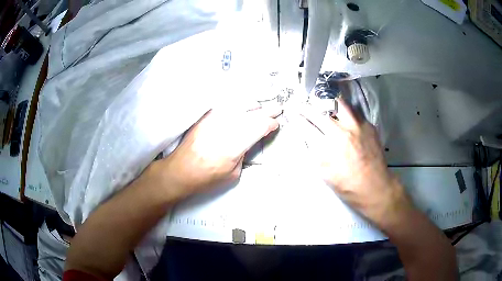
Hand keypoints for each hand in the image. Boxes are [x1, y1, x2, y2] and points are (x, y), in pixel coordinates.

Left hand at [159, 106, 281, 199]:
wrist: (180, 170)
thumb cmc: (206, 178)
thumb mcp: (232, 174)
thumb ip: (243, 154)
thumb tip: (248, 141)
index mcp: (233, 146)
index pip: (257, 128)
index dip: (269, 124)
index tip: (275, 124)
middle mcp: (224, 129)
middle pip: (250, 115)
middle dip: (266, 111)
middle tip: (277, 108)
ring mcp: (213, 120)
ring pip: (238, 106)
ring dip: (253, 105)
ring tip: (261, 106)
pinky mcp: (205, 118)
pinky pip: (225, 106)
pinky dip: (237, 104)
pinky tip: (242, 105)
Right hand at [300, 99, 412, 230]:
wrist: (375, 187)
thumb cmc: (347, 185)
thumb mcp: (325, 173)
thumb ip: (315, 152)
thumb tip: (308, 137)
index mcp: (330, 146)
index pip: (308, 126)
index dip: (297, 118)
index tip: (292, 112)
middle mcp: (343, 131)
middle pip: (321, 112)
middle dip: (308, 108)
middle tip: (303, 106)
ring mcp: (358, 126)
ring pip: (341, 104)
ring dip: (329, 104)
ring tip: (324, 105)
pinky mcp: (369, 126)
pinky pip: (355, 112)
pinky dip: (346, 112)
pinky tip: (344, 118)